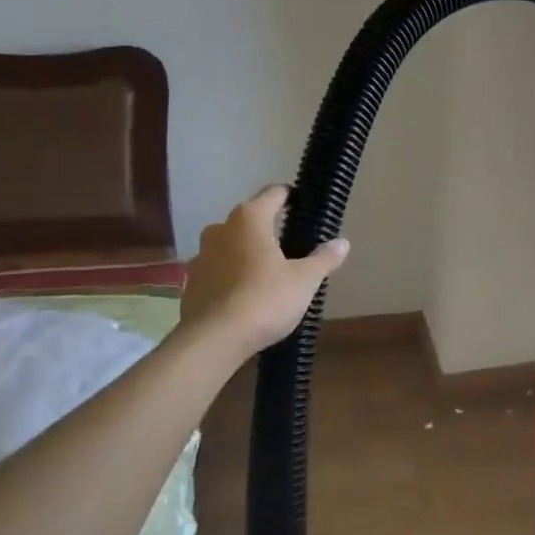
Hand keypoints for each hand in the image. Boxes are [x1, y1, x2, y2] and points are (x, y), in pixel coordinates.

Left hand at [179, 186, 349, 356]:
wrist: (214, 340)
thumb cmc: (265, 299)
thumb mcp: (305, 280)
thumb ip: (323, 259)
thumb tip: (343, 243)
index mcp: (249, 219)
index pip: (273, 194)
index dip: (290, 197)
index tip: (303, 206)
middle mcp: (220, 229)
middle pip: (249, 220)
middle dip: (268, 229)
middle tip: (291, 246)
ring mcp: (200, 256)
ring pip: (230, 246)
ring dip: (246, 254)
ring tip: (268, 273)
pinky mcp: (191, 284)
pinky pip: (217, 271)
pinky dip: (231, 277)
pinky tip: (245, 296)